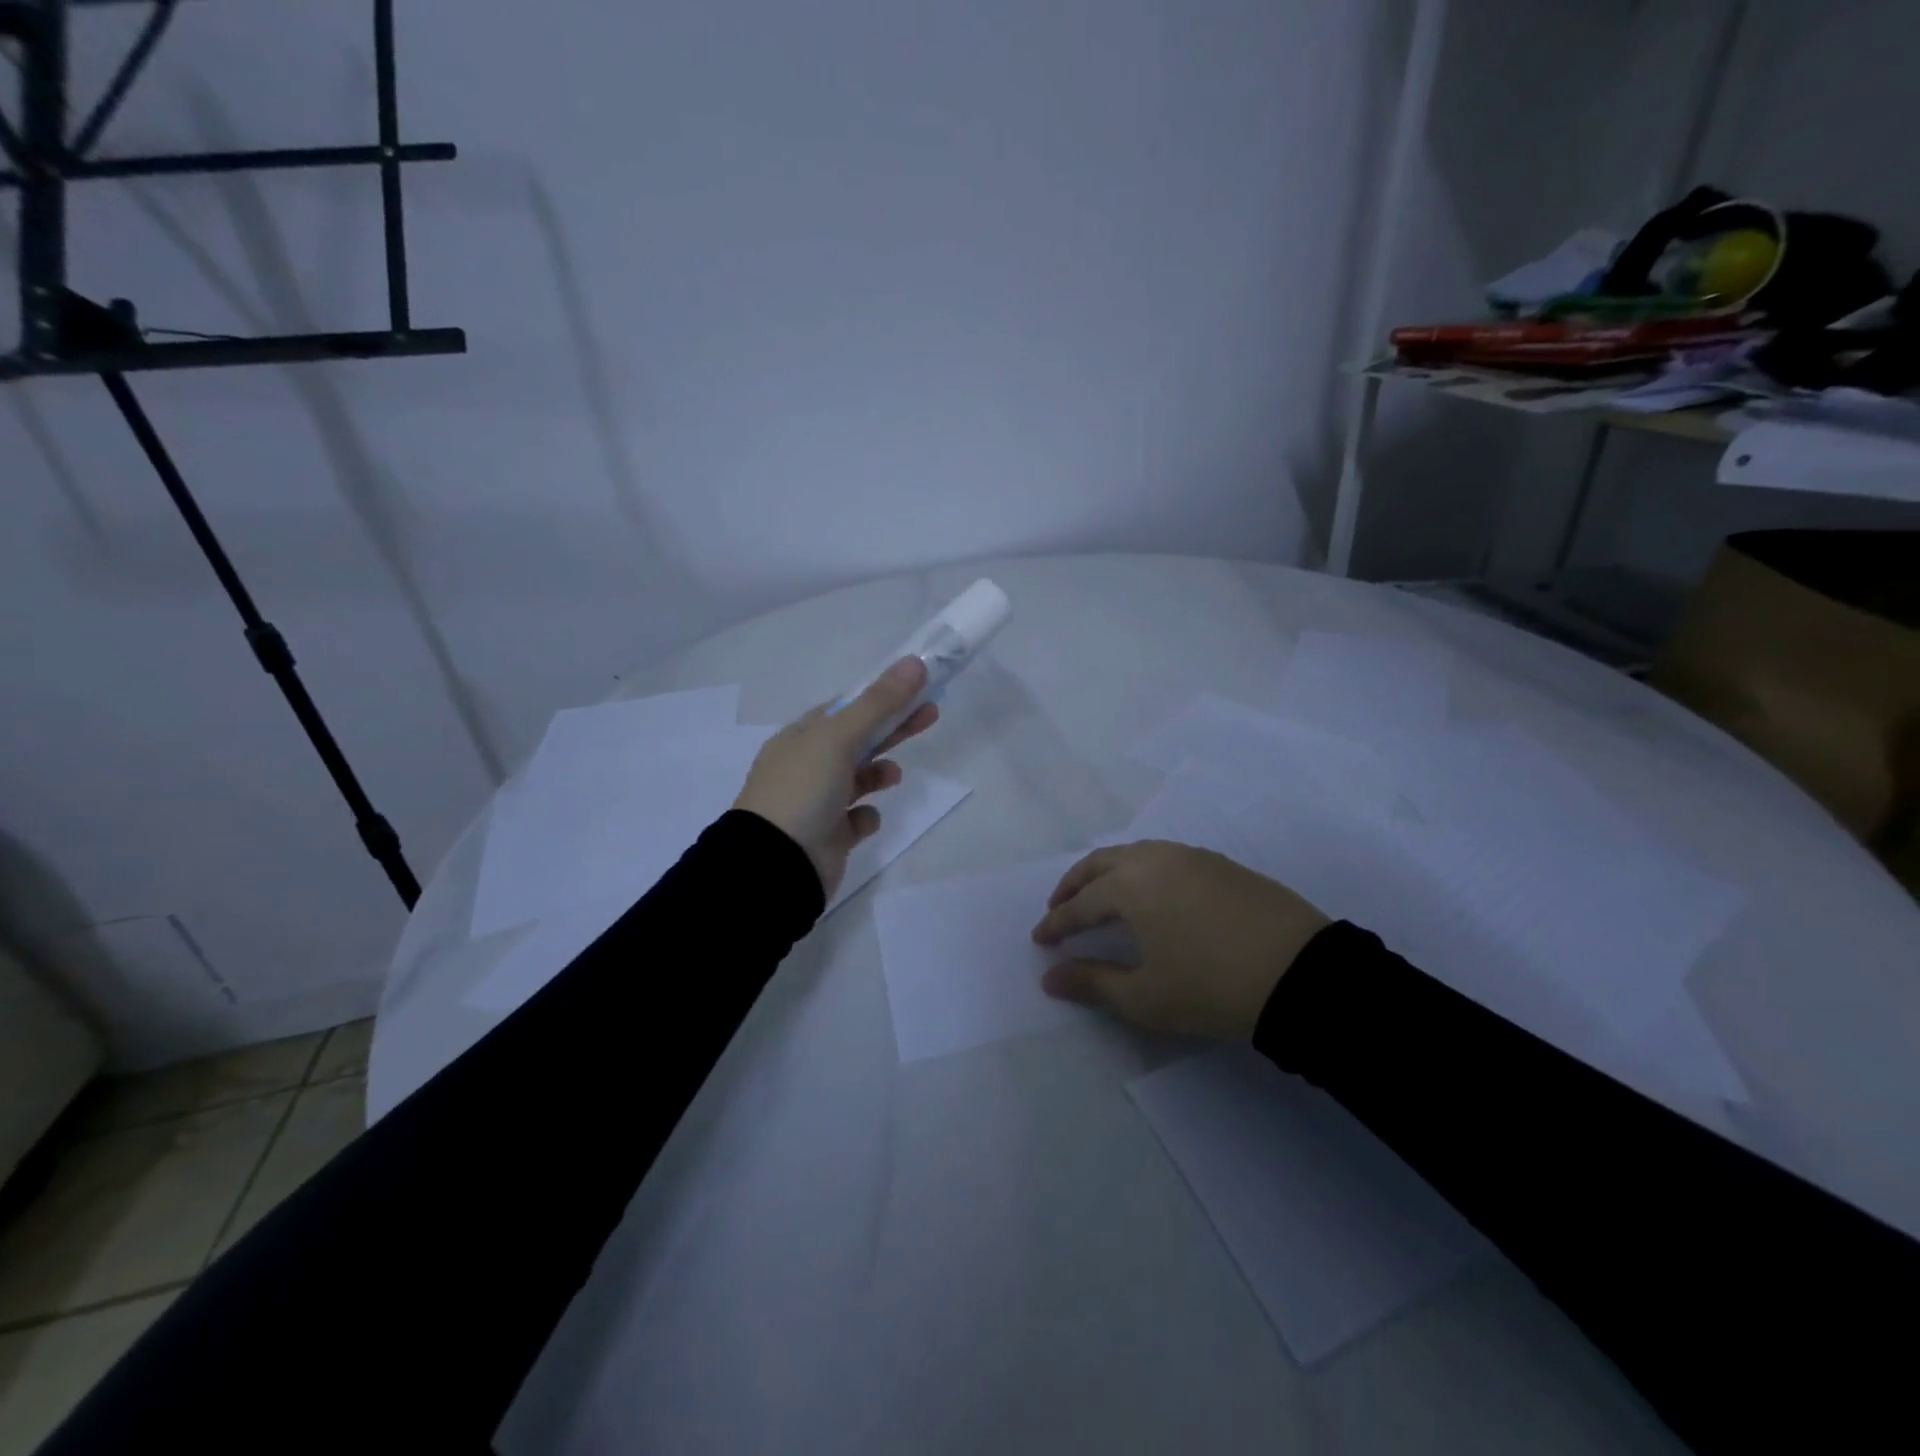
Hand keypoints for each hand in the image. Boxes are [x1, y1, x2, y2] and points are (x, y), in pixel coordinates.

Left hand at [733, 657, 938, 898]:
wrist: (775, 864)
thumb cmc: (803, 791)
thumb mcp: (838, 738)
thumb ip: (878, 703)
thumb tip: (915, 662)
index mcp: (800, 738)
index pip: (844, 708)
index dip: (879, 697)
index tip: (914, 690)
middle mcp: (806, 767)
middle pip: (858, 739)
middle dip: (893, 727)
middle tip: (930, 714)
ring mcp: (816, 803)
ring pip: (858, 779)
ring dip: (879, 773)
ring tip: (894, 776)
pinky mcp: (829, 836)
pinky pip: (855, 819)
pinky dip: (865, 816)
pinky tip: (864, 820)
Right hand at [1030, 841, 1330, 1038]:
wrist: (1301, 973)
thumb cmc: (1211, 987)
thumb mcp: (1145, 996)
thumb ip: (1092, 983)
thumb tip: (1050, 977)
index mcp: (1130, 885)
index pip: (1080, 904)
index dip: (1057, 924)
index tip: (1040, 940)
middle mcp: (1154, 858)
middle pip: (1100, 864)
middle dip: (1074, 885)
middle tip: (1059, 908)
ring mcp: (1191, 856)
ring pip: (1134, 854)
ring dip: (1108, 873)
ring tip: (1101, 899)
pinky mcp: (1220, 863)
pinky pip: (1164, 858)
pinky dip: (1141, 871)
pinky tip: (1150, 894)